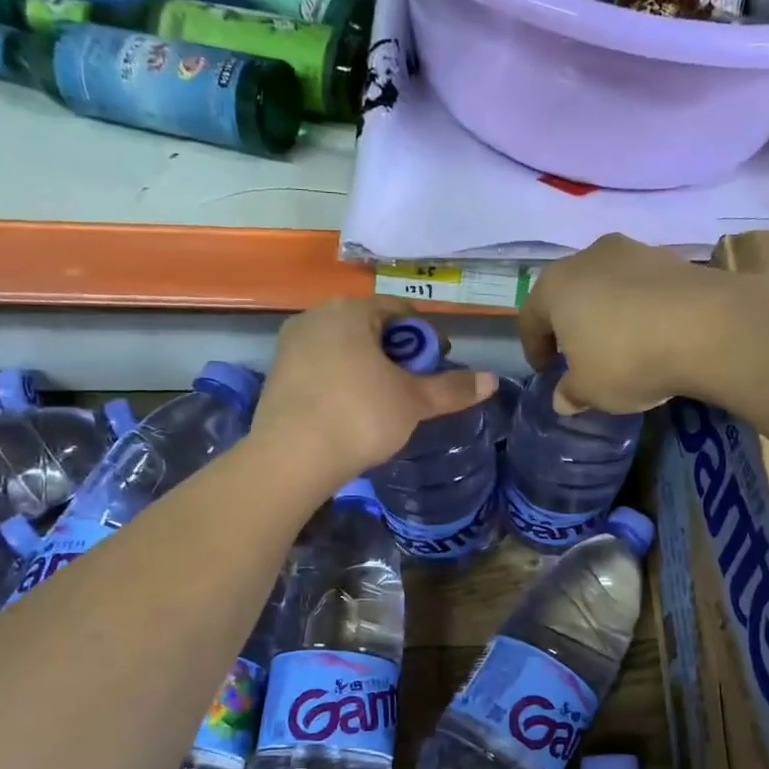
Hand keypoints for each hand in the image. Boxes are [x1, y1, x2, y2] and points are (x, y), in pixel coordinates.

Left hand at [252, 297, 496, 492]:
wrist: (291, 458)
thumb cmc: (360, 417)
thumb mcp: (414, 402)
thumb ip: (453, 388)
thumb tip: (492, 380)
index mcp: (351, 311)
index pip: (400, 310)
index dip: (426, 336)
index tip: (438, 364)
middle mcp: (316, 317)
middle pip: (369, 327)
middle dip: (396, 352)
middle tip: (413, 385)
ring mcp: (291, 345)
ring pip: (343, 347)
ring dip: (368, 366)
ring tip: (384, 400)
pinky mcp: (276, 373)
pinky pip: (320, 367)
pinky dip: (341, 380)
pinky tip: (350, 411)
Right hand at [518, 234, 723, 412]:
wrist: (707, 327)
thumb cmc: (627, 359)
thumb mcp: (590, 390)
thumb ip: (571, 393)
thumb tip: (563, 398)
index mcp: (555, 285)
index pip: (530, 317)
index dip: (534, 348)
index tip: (544, 371)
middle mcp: (589, 257)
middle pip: (569, 293)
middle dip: (570, 324)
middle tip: (577, 354)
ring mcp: (634, 251)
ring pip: (607, 285)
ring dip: (607, 312)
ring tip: (620, 343)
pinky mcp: (673, 258)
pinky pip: (643, 287)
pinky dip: (641, 308)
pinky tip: (654, 334)